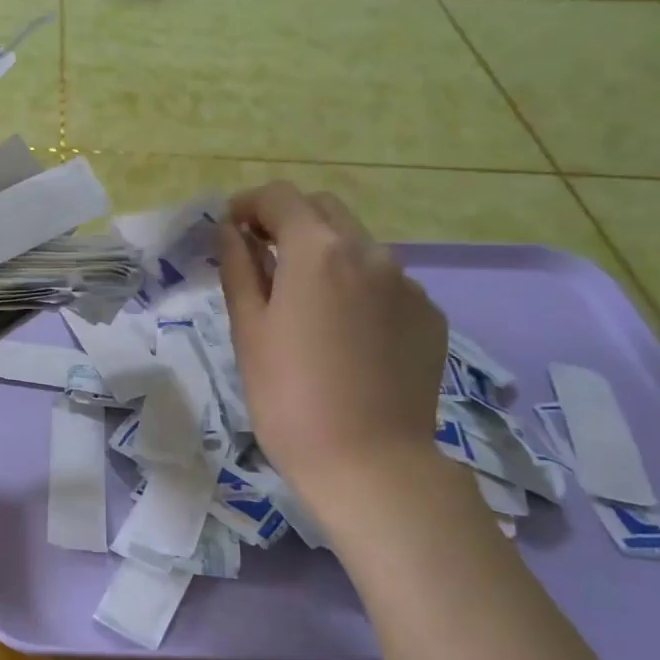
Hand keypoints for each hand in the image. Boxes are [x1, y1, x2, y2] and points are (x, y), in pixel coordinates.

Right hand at [218, 182, 447, 506]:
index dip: (250, 204)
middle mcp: (370, 253)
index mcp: (318, 252)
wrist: (368, 461)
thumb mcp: (248, 331)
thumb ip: (240, 270)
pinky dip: (356, 286)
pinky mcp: (429, 315)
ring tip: (303, 302)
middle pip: (324, 210)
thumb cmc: (287, 397)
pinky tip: (344, 333)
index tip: (230, 227)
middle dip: (289, 221)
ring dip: (324, 254)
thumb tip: (232, 232)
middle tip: (261, 256)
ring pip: (358, 246)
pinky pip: (385, 282)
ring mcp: (408, 284)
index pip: (281, 198)